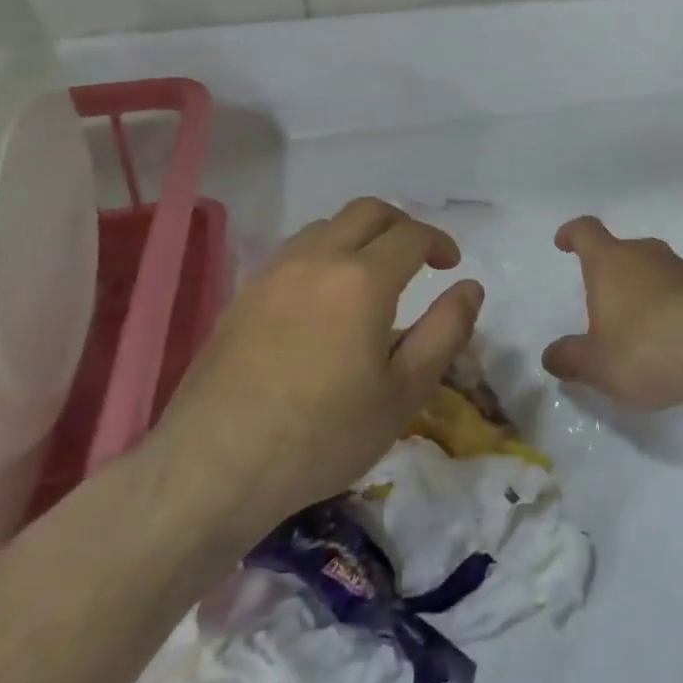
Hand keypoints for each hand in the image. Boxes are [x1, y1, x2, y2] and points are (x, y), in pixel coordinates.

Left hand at [145, 198, 482, 547]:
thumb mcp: (404, 393)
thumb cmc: (322, 436)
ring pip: (327, 226)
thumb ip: (445, 332)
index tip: (451, 265)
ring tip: (372, 275)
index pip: (412, 235)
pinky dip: (324, 254)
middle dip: (402, 225)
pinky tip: (325, 298)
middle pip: (368, 212)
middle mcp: (318, 260)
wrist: (211, 471)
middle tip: (418, 257)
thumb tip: (471, 287)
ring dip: (360, 236)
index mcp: (363, 280)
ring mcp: (274, 273)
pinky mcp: (243, 295)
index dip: (439, 242)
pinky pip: (294, 251)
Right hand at [540, 217, 682, 411]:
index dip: (572, 234)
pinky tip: (669, 338)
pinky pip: (678, 290)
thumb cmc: (645, 349)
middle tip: (601, 302)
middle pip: (622, 251)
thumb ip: (570, 358)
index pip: (586, 232)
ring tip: (635, 327)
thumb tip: (551, 355)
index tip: (564, 242)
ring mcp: (682, 268)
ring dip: (641, 290)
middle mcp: (646, 254)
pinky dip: (668, 306)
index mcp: (610, 262)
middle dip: (609, 272)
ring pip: (653, 269)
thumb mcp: (597, 365)